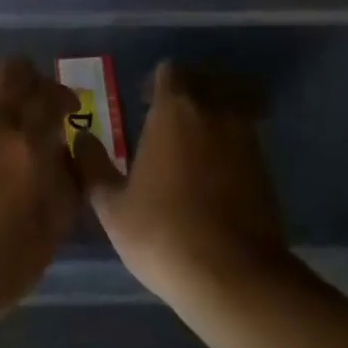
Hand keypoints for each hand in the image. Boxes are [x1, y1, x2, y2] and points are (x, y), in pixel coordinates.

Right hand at [78, 61, 291, 308]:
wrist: (235, 276)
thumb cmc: (163, 233)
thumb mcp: (112, 206)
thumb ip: (92, 166)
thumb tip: (80, 138)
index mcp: (175, 109)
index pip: (170, 71)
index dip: (155, 82)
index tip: (143, 103)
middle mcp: (214, 111)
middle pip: (204, 81)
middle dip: (186, 93)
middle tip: (167, 122)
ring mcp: (246, 137)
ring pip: (229, 107)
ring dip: (211, 118)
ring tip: (191, 149)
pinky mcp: (267, 166)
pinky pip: (245, 138)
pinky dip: (230, 145)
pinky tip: (214, 176)